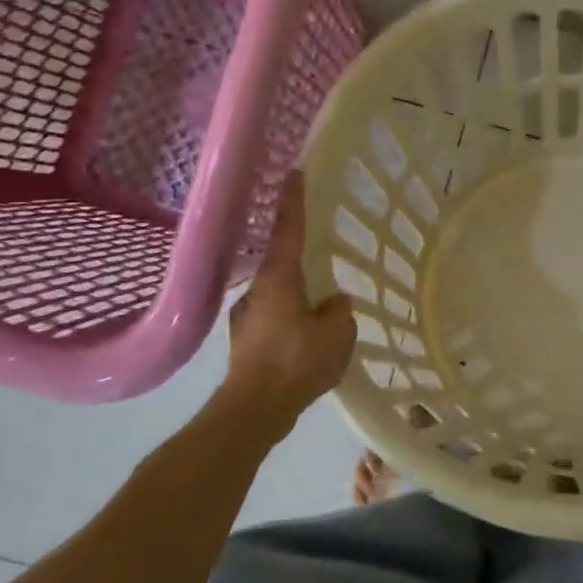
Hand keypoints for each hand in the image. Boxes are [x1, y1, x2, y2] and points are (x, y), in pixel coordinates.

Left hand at [225, 173, 355, 426]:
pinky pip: (273, 320)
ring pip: (277, 295)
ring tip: (319, 312)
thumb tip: (334, 301)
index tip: (293, 172)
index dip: (293, 200)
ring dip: (296, 297)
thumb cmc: (296, 362)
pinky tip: (304, 343)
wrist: (253, 410)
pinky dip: (289, 322)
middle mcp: (258, 290)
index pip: (289, 229)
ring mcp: (246, 316)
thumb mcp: (337, 334)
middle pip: (281, 263)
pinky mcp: (244, 342)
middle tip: (321, 260)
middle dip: (299, 259)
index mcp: (280, 278)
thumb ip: (339, 311)